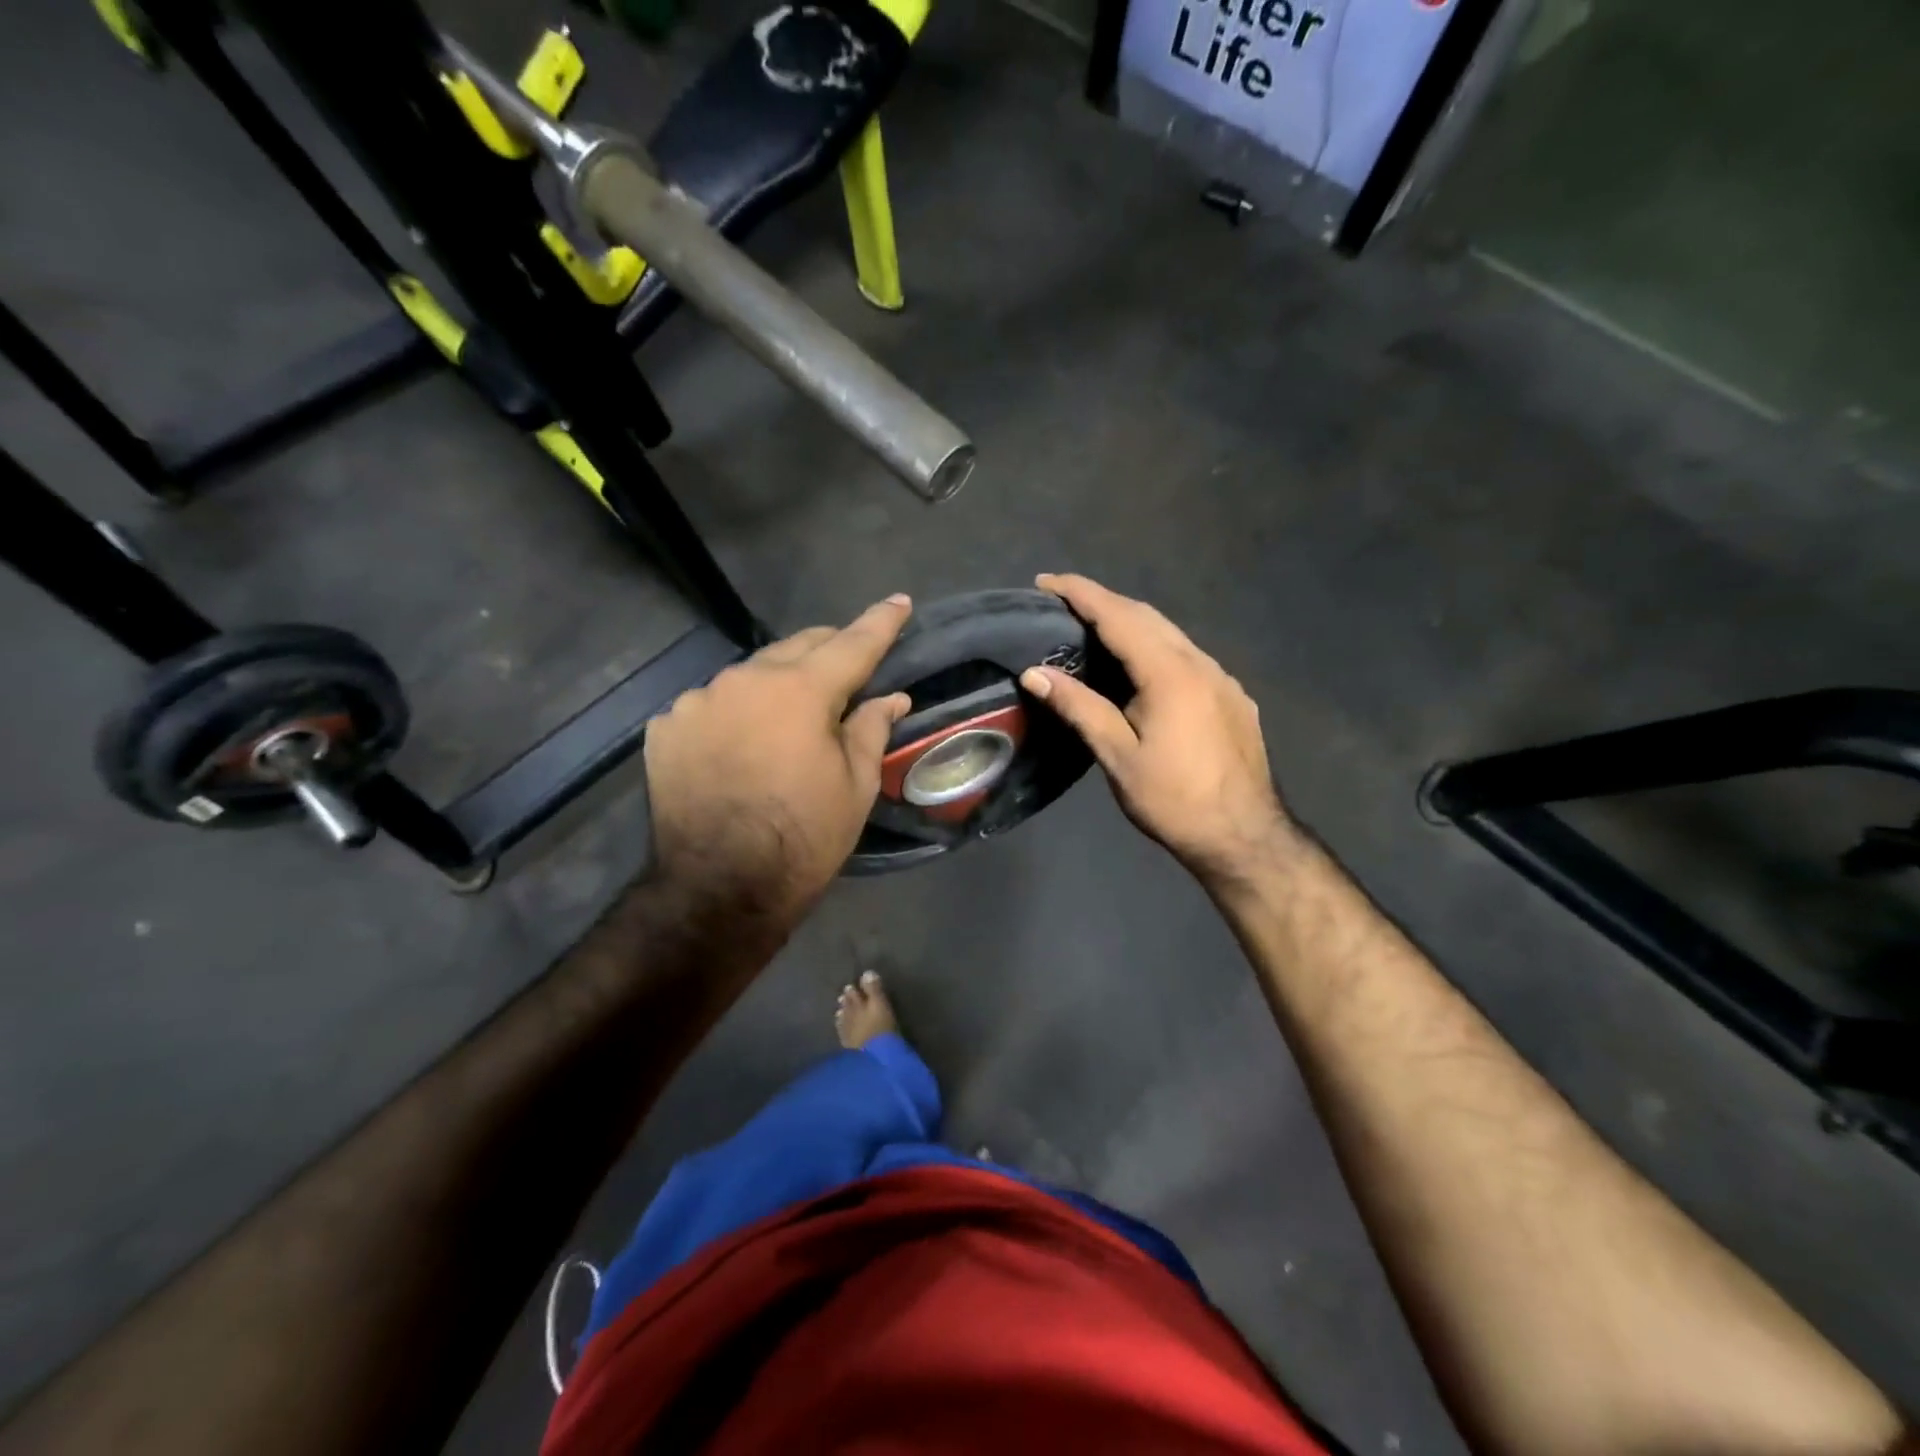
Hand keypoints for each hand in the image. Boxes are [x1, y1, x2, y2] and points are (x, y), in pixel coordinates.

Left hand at [644, 596, 912, 923]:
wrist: (719, 888)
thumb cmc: (803, 837)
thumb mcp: (855, 785)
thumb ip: (871, 728)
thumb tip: (891, 697)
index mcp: (799, 690)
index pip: (852, 644)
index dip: (880, 622)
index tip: (899, 602)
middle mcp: (744, 679)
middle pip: (797, 648)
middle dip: (828, 652)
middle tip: (848, 670)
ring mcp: (697, 701)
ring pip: (750, 675)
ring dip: (777, 686)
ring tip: (788, 720)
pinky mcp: (666, 728)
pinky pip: (712, 705)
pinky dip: (736, 714)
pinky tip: (741, 745)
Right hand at [1021, 574, 1293, 887]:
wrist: (1245, 836)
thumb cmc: (1173, 799)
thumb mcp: (1117, 755)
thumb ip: (1078, 707)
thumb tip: (1034, 673)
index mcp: (1169, 673)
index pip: (1118, 616)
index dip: (1080, 594)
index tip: (1046, 581)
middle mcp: (1200, 663)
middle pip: (1147, 616)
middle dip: (1104, 601)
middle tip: (1064, 602)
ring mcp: (1223, 679)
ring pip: (1171, 635)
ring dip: (1132, 622)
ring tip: (1095, 629)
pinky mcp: (1234, 697)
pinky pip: (1188, 657)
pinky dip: (1156, 647)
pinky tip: (1143, 667)